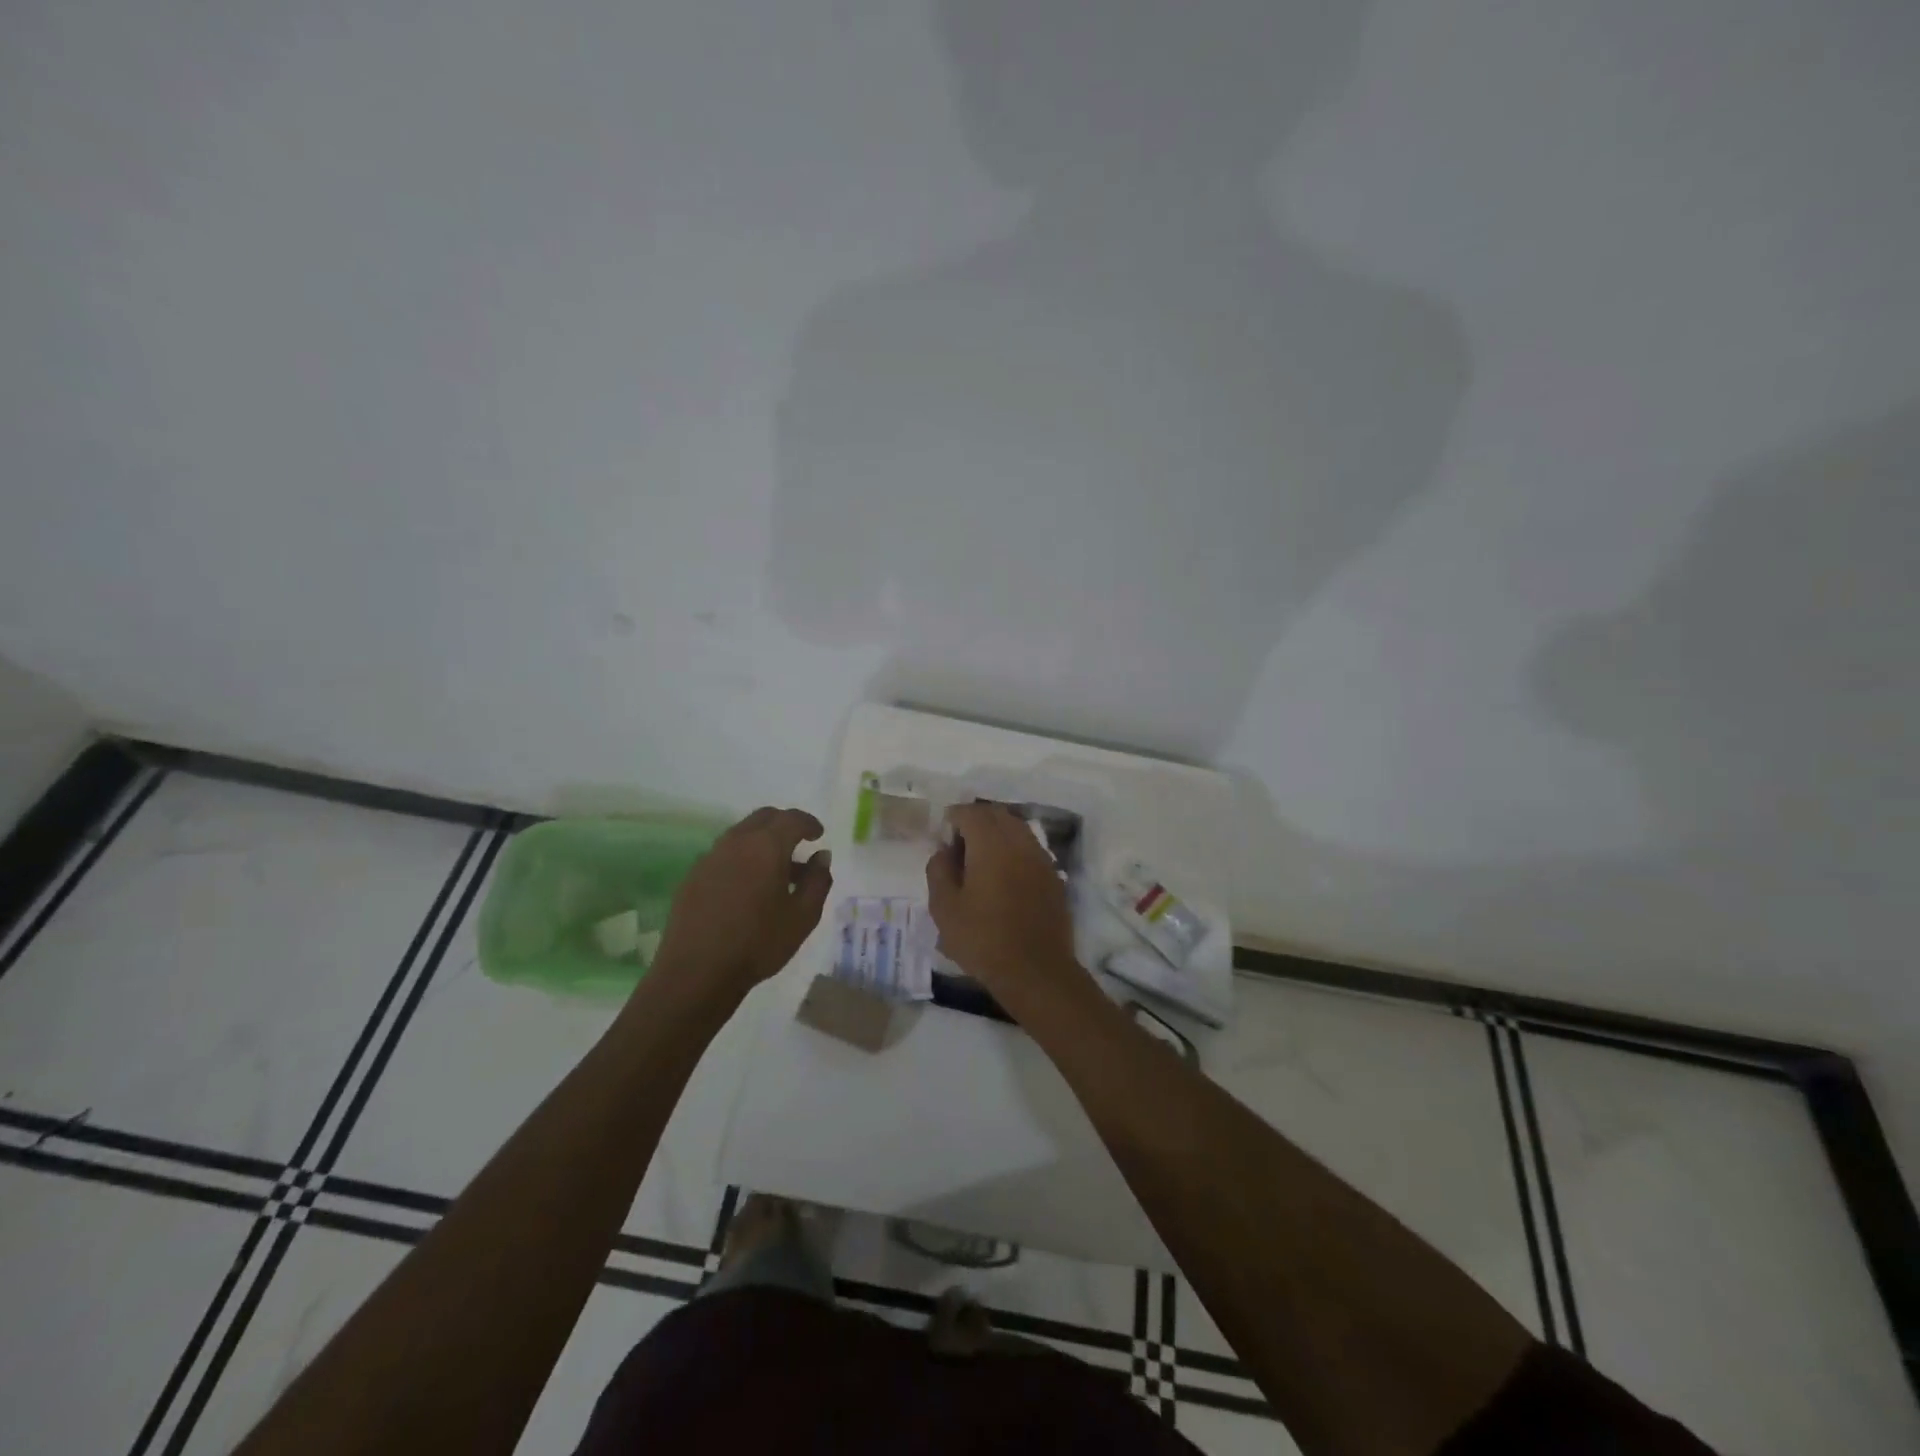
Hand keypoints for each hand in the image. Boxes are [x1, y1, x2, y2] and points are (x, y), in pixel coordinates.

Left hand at [653, 807, 831, 1003]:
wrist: (697, 972)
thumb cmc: (759, 943)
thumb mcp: (803, 916)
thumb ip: (818, 880)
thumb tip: (821, 856)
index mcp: (766, 847)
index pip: (792, 819)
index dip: (809, 823)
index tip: (818, 835)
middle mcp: (736, 843)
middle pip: (763, 818)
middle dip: (784, 824)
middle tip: (798, 843)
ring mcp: (710, 858)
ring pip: (741, 834)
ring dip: (762, 842)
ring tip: (775, 870)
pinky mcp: (693, 876)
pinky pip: (724, 854)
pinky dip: (742, 858)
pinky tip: (747, 887)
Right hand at [925, 803, 1085, 1015]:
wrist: (1035, 971)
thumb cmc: (983, 939)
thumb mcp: (944, 908)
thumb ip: (939, 870)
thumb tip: (945, 851)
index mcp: (991, 843)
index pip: (971, 812)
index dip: (953, 818)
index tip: (942, 835)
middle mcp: (1020, 841)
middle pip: (997, 815)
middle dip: (976, 821)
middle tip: (959, 844)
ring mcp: (1041, 858)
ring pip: (1017, 829)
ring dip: (997, 834)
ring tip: (980, 860)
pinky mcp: (1054, 876)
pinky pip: (1030, 849)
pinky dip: (1014, 850)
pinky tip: (1003, 877)